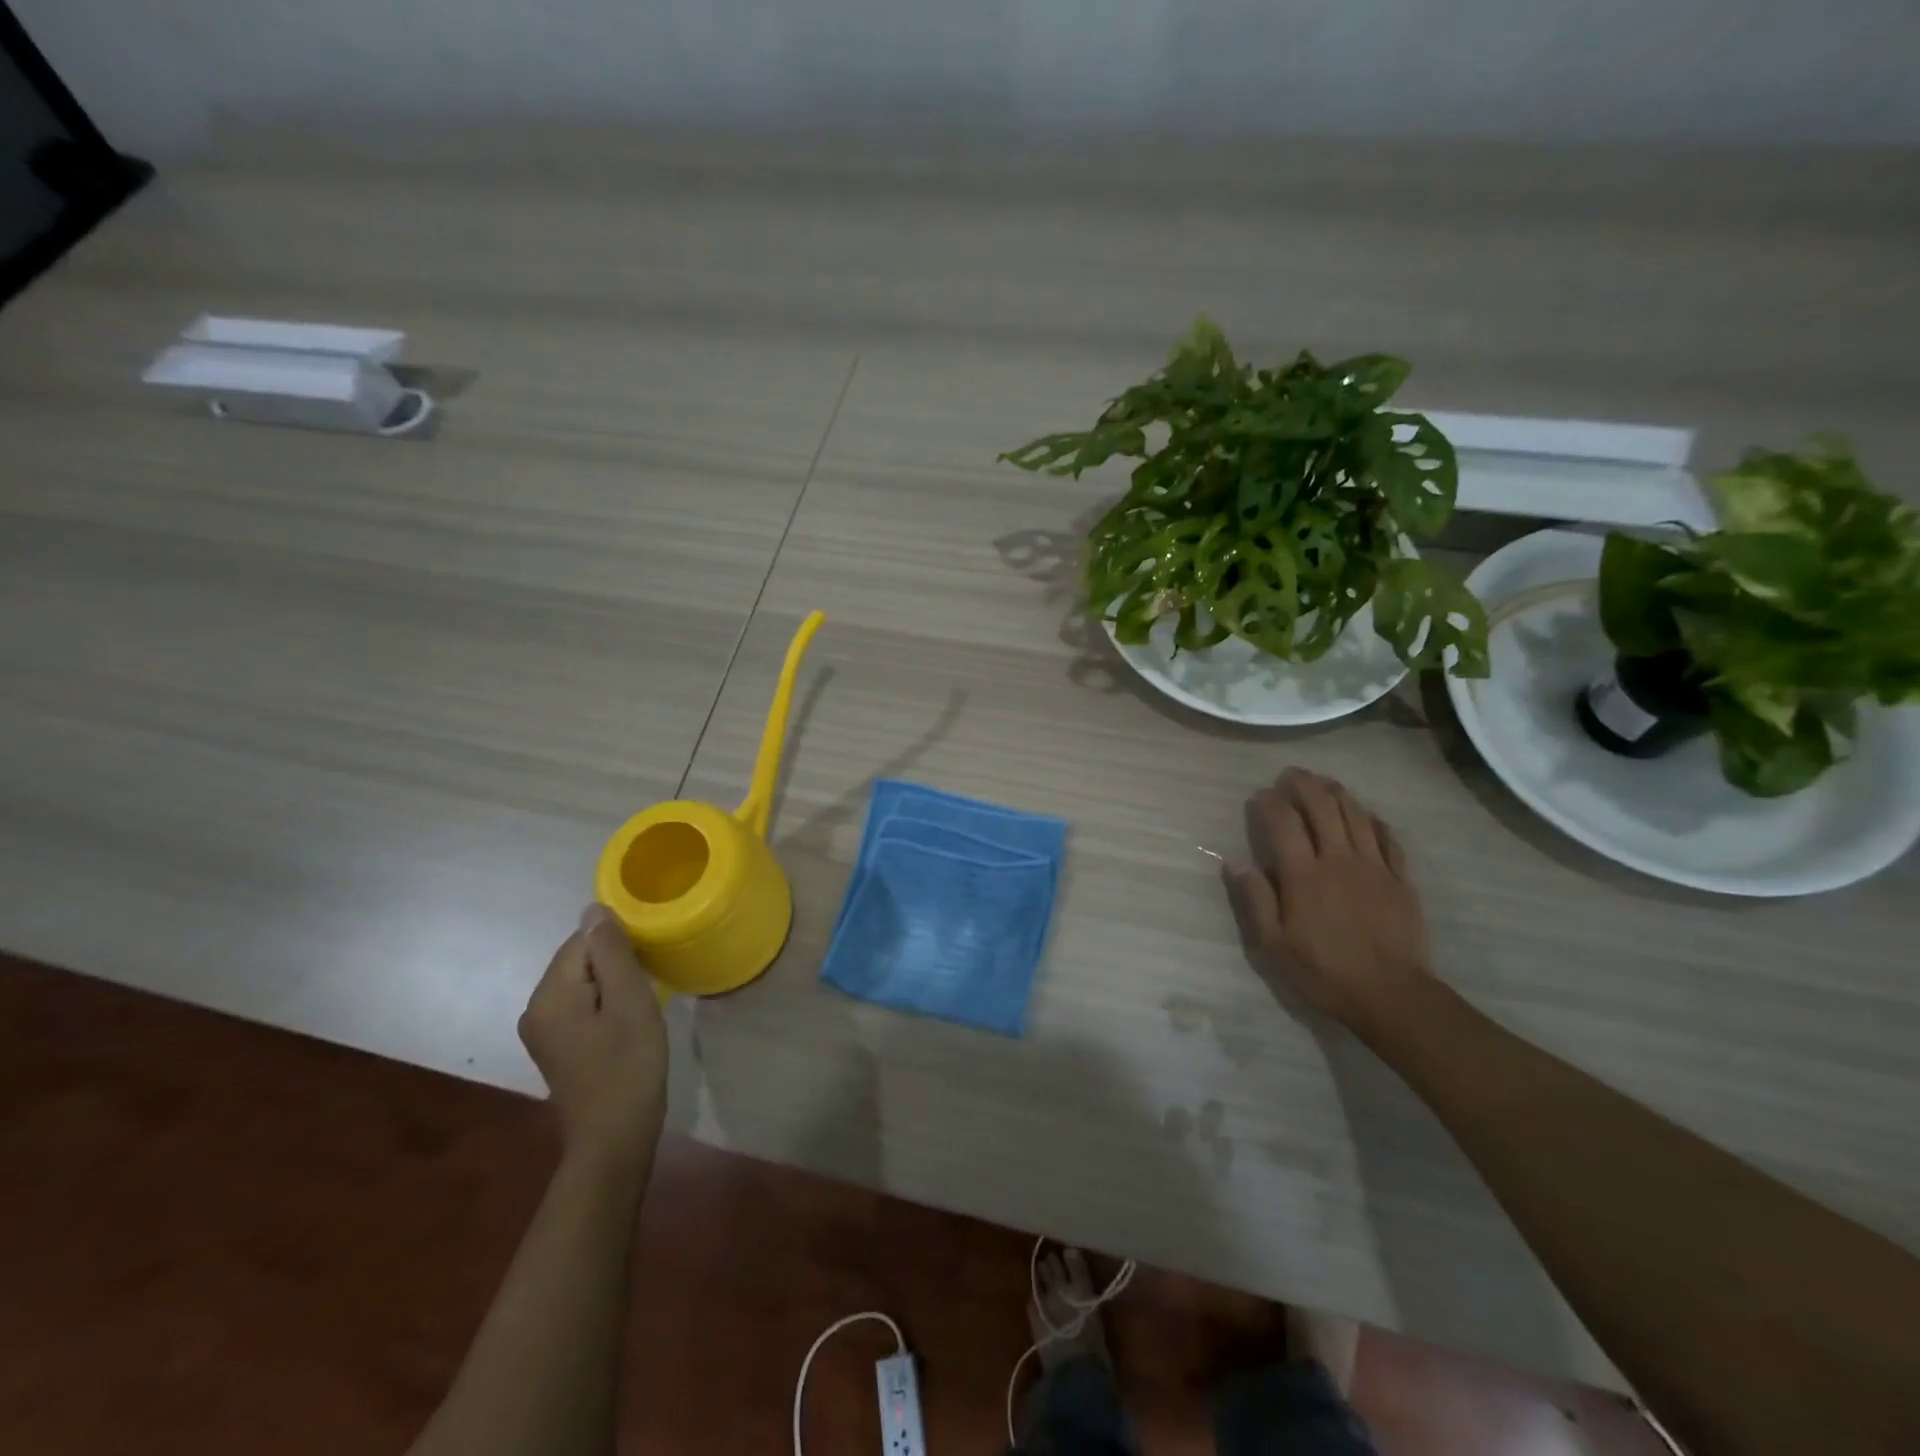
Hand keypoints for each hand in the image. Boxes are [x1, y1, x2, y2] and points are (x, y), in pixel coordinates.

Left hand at [518, 904, 669, 1172]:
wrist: (614, 1137)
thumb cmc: (629, 1065)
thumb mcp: (630, 1001)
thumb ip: (611, 952)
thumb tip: (594, 909)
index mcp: (549, 994)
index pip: (583, 940)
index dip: (619, 945)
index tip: (647, 965)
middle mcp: (534, 1007)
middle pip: (578, 959)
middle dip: (615, 963)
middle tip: (648, 985)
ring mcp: (541, 1029)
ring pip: (581, 981)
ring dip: (612, 983)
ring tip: (641, 1001)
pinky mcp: (555, 1044)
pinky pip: (579, 1003)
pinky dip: (604, 1002)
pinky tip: (626, 1020)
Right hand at [1223, 768, 1429, 1031]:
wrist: (1391, 995)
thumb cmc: (1324, 971)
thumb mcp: (1274, 945)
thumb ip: (1256, 899)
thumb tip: (1235, 862)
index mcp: (1304, 876)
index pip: (1284, 824)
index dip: (1270, 802)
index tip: (1260, 794)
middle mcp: (1339, 861)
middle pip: (1323, 808)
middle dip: (1305, 785)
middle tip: (1291, 774)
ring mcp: (1374, 867)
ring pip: (1356, 816)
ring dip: (1338, 793)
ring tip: (1324, 782)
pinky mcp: (1400, 880)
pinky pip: (1389, 839)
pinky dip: (1374, 821)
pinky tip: (1367, 815)